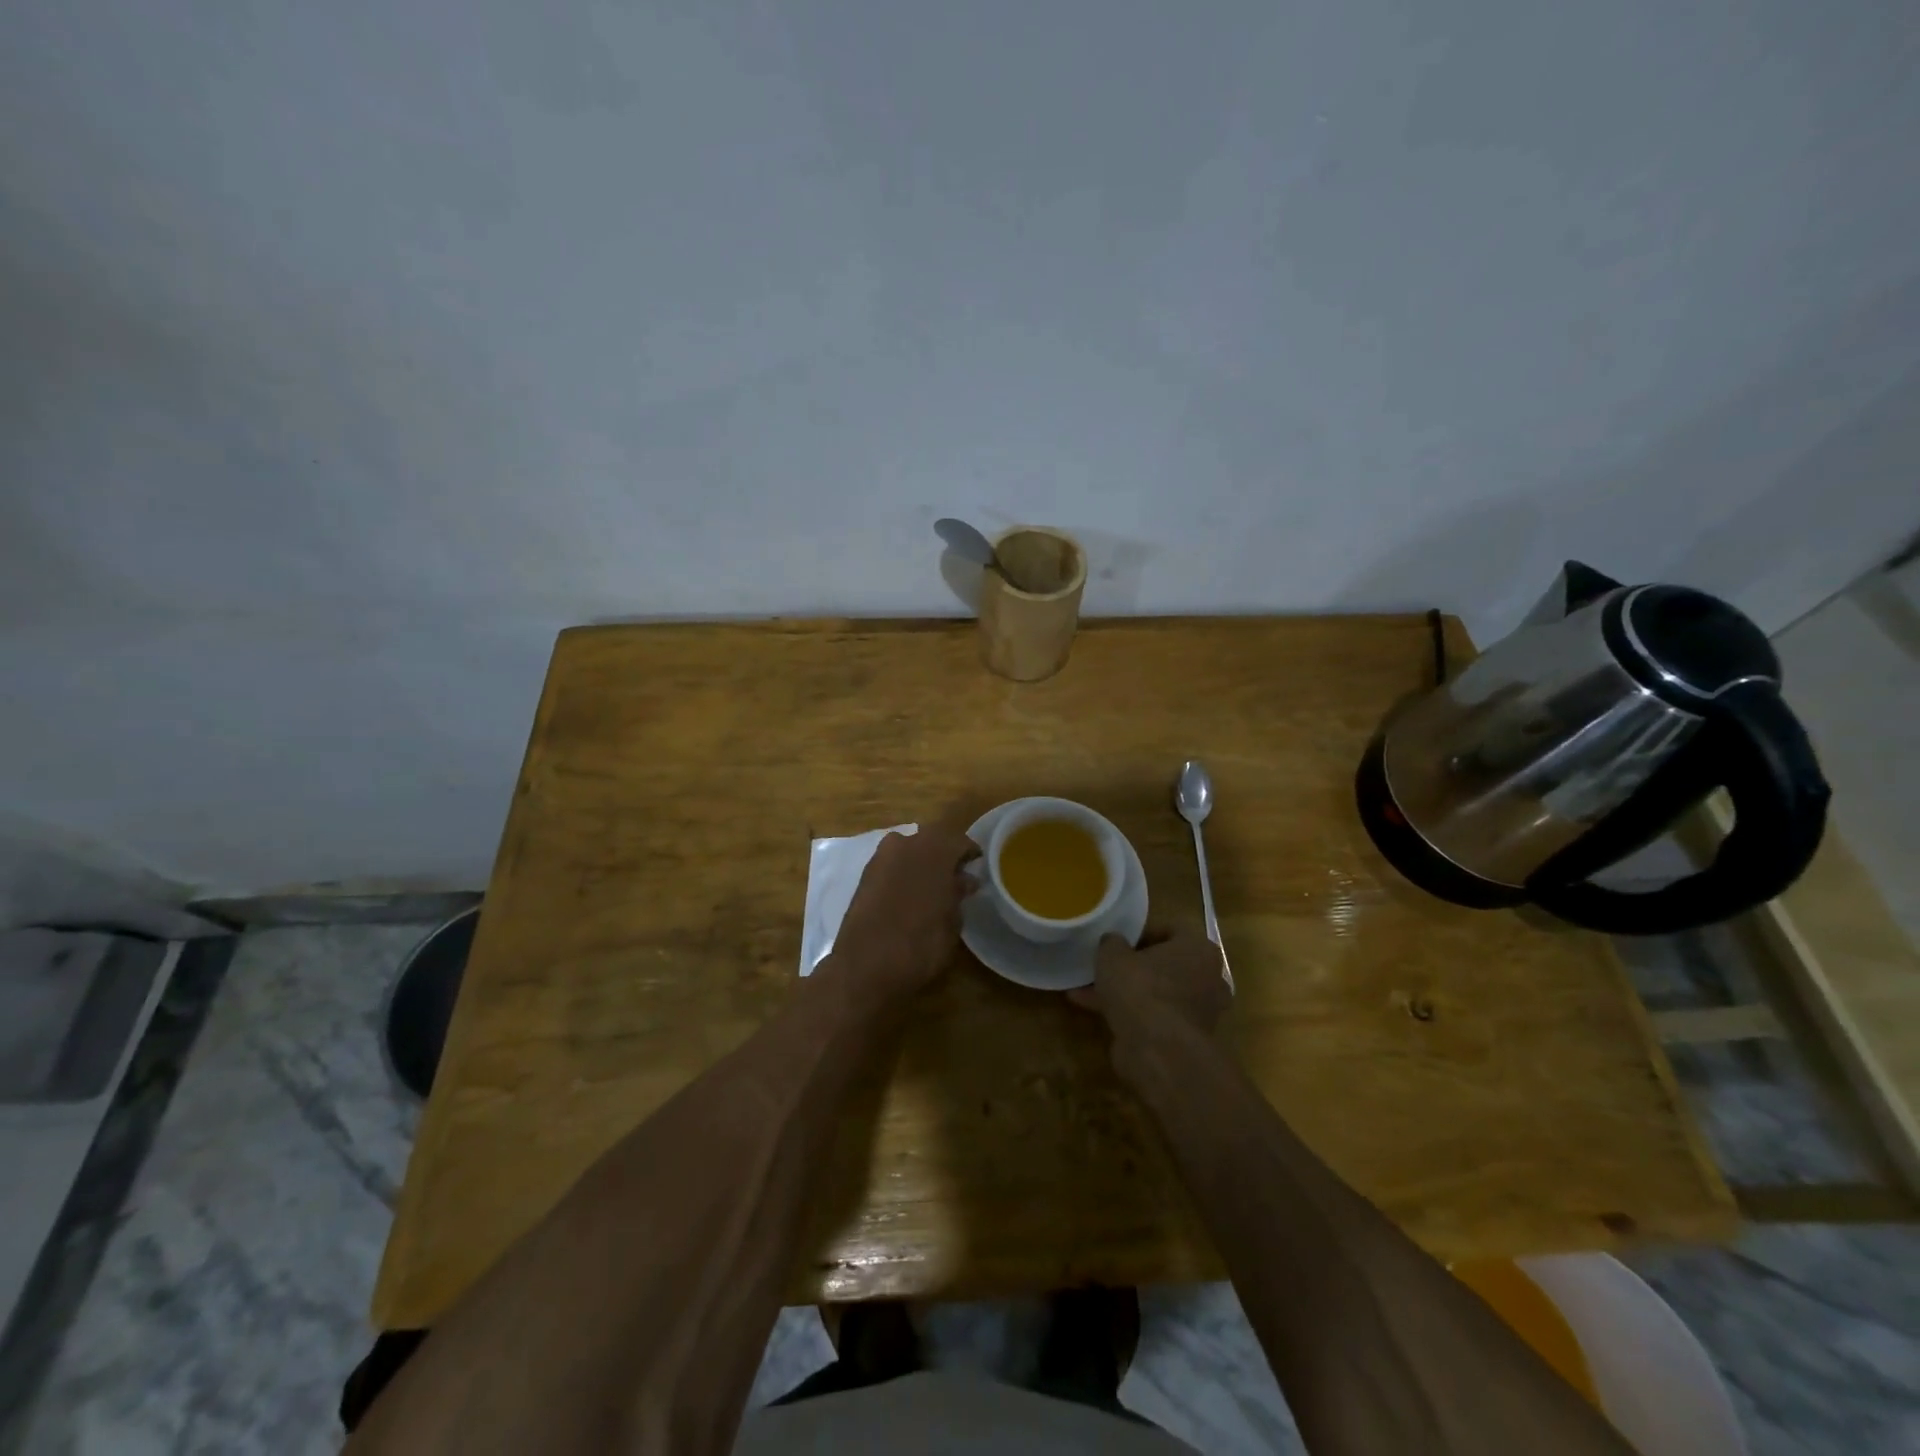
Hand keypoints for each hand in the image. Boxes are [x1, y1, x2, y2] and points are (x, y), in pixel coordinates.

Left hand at [828, 815, 980, 1001]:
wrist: (865, 965)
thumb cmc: (920, 944)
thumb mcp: (951, 923)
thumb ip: (958, 894)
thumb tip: (965, 880)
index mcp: (935, 851)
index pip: (959, 840)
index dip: (970, 852)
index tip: (977, 865)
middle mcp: (906, 844)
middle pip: (932, 839)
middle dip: (944, 853)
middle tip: (955, 874)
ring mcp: (881, 857)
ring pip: (908, 848)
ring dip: (921, 860)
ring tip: (930, 884)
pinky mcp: (864, 874)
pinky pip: (891, 863)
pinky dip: (902, 871)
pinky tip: (908, 891)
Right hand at [1069, 926, 1229, 1065]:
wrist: (1159, 1052)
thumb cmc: (1141, 989)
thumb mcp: (1113, 955)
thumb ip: (1112, 943)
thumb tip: (1113, 942)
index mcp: (1199, 948)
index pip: (1171, 930)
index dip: (1141, 932)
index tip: (1118, 941)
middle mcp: (1208, 978)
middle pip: (1166, 964)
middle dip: (1134, 966)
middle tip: (1106, 966)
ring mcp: (1200, 1011)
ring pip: (1158, 992)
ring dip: (1128, 991)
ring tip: (1089, 991)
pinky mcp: (1187, 1038)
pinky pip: (1155, 1016)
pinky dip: (1131, 1014)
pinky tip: (1095, 1013)